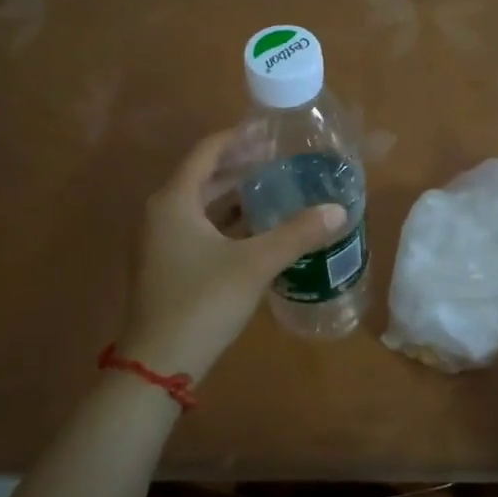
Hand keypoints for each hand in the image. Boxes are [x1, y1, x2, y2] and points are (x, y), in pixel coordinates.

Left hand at [119, 130, 347, 381]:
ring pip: (201, 207)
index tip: (271, 133)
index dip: (238, 138)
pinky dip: (227, 224)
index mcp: (174, 201)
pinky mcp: (166, 266)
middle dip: (242, 169)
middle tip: (282, 163)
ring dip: (235, 198)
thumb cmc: (202, 302)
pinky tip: (258, 232)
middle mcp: (161, 214)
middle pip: (204, 178)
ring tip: (276, 191)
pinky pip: (199, 230)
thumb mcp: (255, 264)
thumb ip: (297, 233)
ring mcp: (160, 242)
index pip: (207, 152)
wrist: (159, 363)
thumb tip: (338, 210)